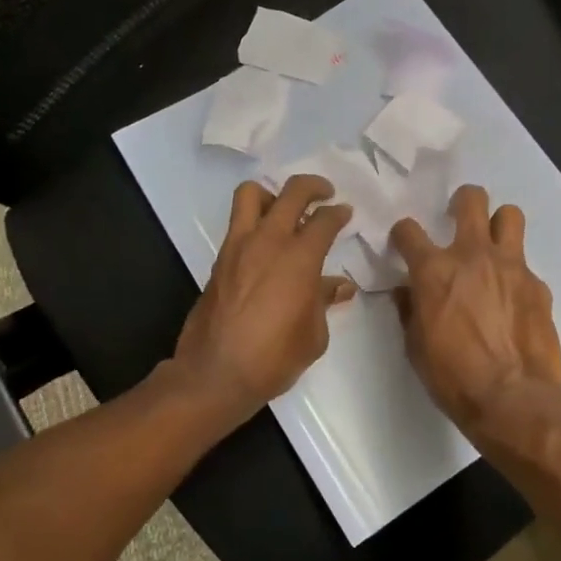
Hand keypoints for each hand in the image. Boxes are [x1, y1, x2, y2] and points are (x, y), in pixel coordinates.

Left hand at [172, 175, 356, 421]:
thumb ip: (324, 301)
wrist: (215, 374)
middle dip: (313, 186)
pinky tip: (267, 245)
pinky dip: (255, 221)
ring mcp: (238, 247)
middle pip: (291, 192)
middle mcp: (268, 242)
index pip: (324, 220)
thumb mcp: (313, 335)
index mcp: (299, 258)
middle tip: (324, 193)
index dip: (339, 213)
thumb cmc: (273, 358)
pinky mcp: (219, 260)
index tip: (345, 213)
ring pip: (251, 194)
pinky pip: (238, 224)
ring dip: (273, 195)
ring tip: (285, 211)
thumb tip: (339, 285)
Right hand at [389, 185, 560, 438]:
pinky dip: (515, 274)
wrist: (512, 398)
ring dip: (498, 224)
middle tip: (458, 218)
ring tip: (493, 245)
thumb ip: (410, 309)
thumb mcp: (415, 346)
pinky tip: (513, 300)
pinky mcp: (538, 285)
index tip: (404, 242)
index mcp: (434, 270)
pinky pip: (526, 265)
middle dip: (462, 201)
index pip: (409, 231)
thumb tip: (407, 292)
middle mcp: (473, 255)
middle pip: (471, 199)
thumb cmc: (452, 376)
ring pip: (509, 215)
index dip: (403, 233)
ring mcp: (511, 266)